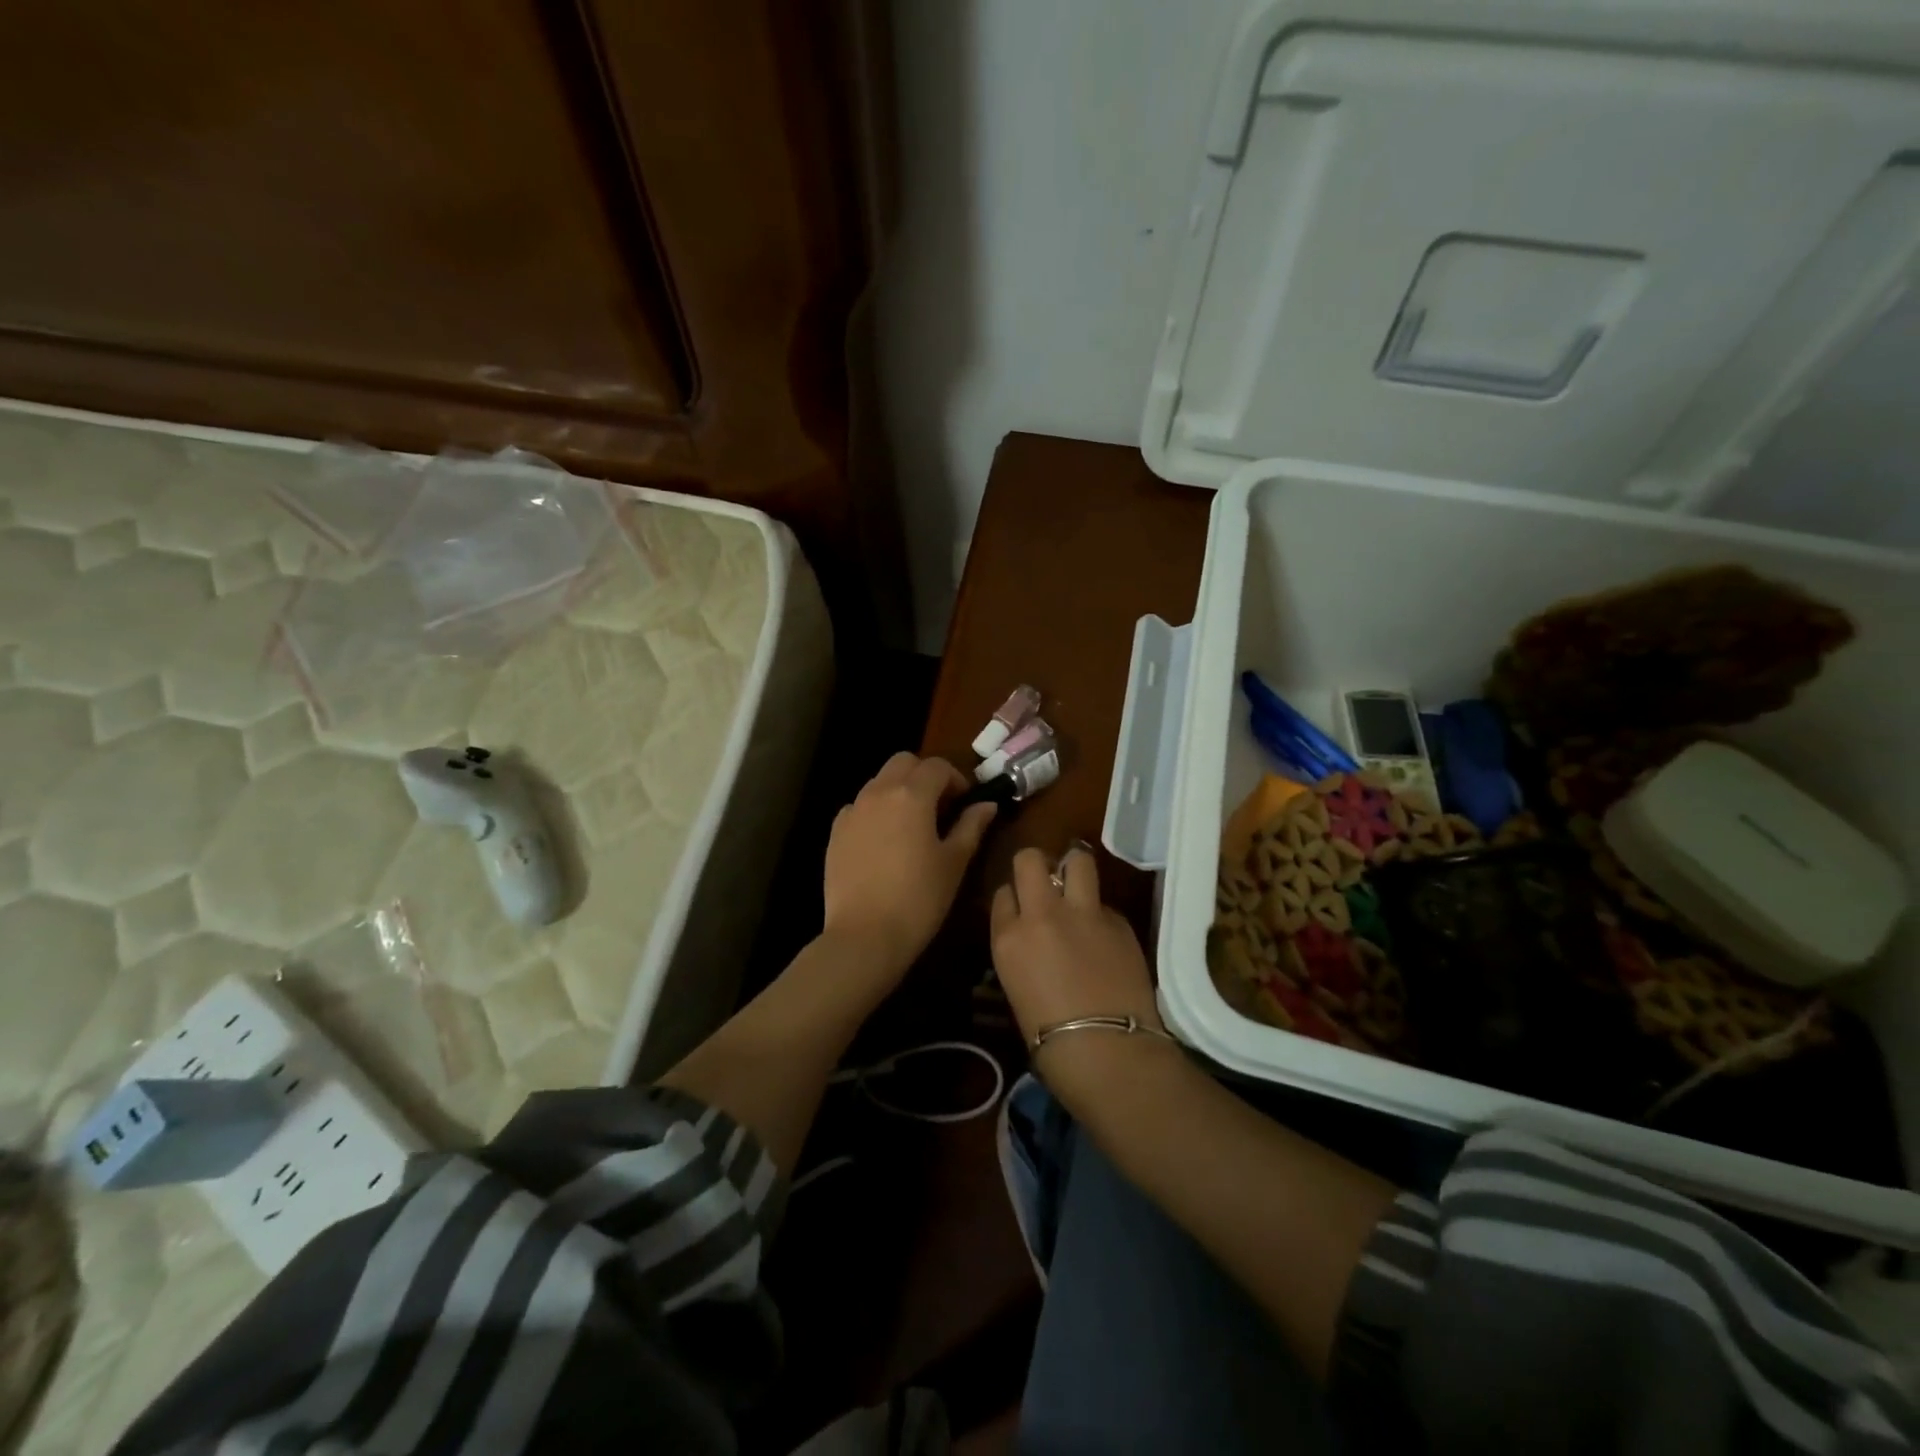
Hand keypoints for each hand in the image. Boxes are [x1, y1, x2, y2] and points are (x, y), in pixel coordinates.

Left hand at [821, 752, 996, 991]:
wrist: (864, 935)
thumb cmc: (919, 899)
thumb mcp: (954, 862)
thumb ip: (971, 826)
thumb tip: (986, 805)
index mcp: (912, 795)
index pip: (937, 766)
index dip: (956, 778)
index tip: (965, 802)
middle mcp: (878, 792)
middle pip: (903, 763)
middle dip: (925, 775)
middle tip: (940, 806)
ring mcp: (852, 811)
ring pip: (879, 782)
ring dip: (899, 790)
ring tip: (913, 825)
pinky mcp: (836, 832)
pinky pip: (859, 807)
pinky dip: (876, 811)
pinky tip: (885, 842)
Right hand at [991, 846, 1176, 1107]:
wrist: (1108, 1052)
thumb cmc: (1050, 1042)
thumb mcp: (1017, 988)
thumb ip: (1022, 951)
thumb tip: (1035, 939)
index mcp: (1008, 937)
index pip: (1003, 893)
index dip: (1013, 898)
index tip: (1020, 908)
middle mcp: (1042, 914)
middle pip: (1030, 860)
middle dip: (1035, 864)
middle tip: (1044, 881)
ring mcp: (1083, 913)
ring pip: (1078, 860)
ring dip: (1074, 868)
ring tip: (1076, 884)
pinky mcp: (1118, 920)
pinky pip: (1104, 903)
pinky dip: (1100, 913)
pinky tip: (1105, 938)